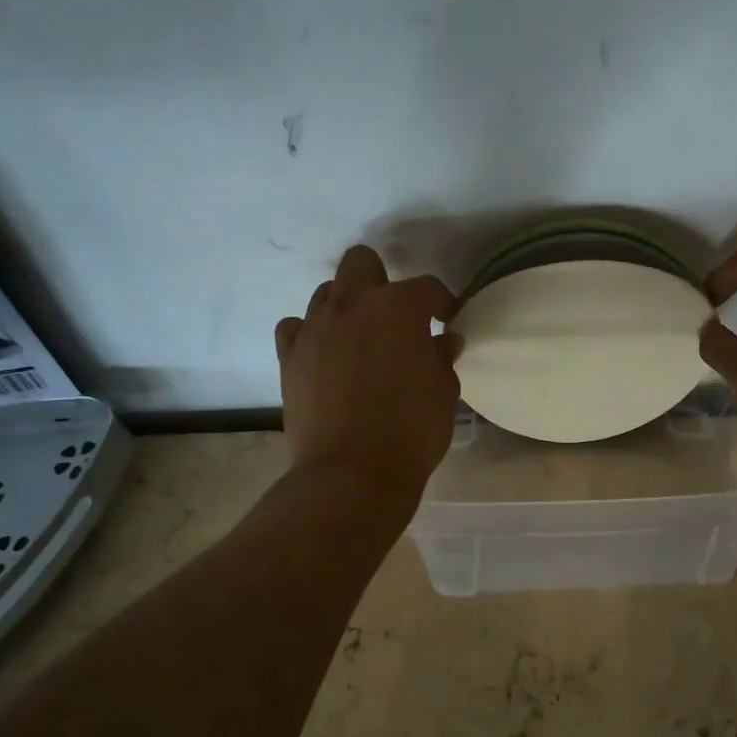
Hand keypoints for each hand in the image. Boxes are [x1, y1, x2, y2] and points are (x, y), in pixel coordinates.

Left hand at [275, 246, 460, 500]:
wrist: (352, 473)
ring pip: (327, 293)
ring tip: (360, 338)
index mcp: (398, 307)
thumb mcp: (444, 391)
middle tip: (395, 316)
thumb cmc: (412, 430)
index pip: (427, 288)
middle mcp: (352, 304)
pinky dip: (311, 334)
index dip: (442, 303)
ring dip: (347, 307)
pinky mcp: (288, 355)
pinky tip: (325, 355)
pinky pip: (296, 327)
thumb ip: (442, 357)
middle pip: (361, 263)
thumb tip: (443, 341)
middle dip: (381, 281)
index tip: (447, 319)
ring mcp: (315, 327)